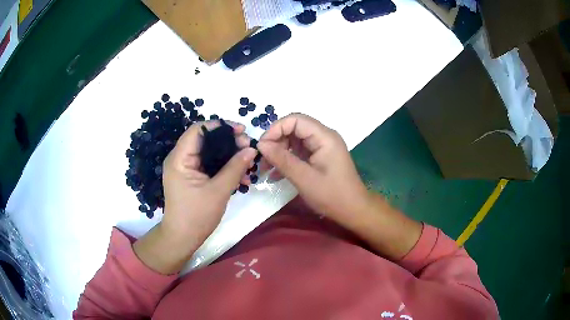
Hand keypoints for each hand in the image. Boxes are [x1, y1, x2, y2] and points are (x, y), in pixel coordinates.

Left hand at [134, 120, 256, 273]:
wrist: (182, 238)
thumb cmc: (196, 216)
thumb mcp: (219, 191)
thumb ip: (235, 167)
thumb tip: (251, 149)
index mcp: (180, 158)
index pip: (198, 130)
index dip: (220, 126)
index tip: (241, 131)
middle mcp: (180, 159)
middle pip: (206, 140)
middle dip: (229, 142)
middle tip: (248, 147)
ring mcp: (186, 169)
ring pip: (210, 153)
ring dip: (229, 156)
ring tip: (248, 162)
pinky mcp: (192, 177)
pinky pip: (209, 165)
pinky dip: (224, 168)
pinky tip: (241, 176)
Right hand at [257, 114, 370, 224]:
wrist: (353, 210)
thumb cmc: (331, 195)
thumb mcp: (304, 178)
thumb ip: (282, 159)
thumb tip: (261, 144)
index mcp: (324, 137)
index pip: (295, 119)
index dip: (276, 129)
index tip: (262, 146)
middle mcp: (324, 137)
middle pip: (294, 128)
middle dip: (276, 142)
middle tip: (263, 160)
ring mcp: (322, 147)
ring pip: (294, 140)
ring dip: (279, 152)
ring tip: (266, 169)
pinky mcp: (319, 157)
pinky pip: (299, 152)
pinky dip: (287, 160)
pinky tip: (276, 175)